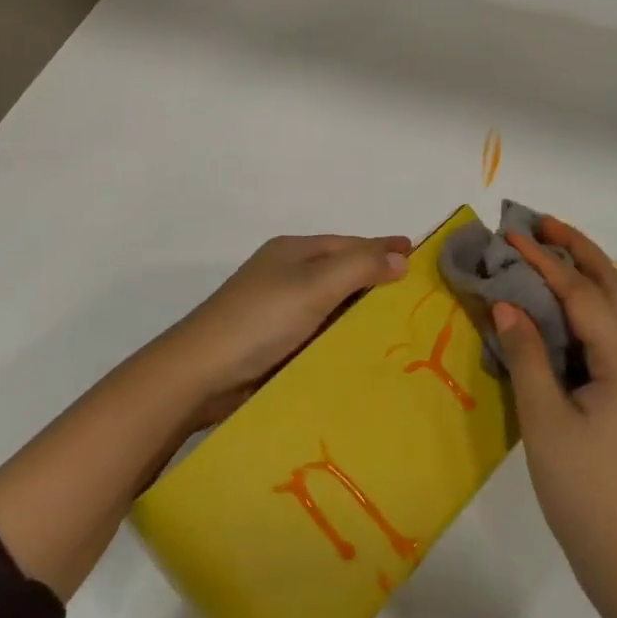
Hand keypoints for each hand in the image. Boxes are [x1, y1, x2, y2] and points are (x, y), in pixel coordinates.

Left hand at [165, 233, 410, 424]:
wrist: (199, 374)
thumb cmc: (261, 319)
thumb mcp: (315, 285)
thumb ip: (360, 267)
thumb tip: (401, 256)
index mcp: (293, 251)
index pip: (348, 244)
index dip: (382, 247)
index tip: (416, 254)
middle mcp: (286, 274)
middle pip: (340, 272)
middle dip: (375, 280)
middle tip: (416, 295)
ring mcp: (278, 310)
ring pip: (330, 304)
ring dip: (359, 312)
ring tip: (399, 326)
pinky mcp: (273, 343)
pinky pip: (318, 332)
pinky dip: (340, 336)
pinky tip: (363, 351)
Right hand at [494, 218, 616, 617]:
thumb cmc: (585, 488)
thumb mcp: (545, 421)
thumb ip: (526, 356)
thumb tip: (506, 304)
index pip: (581, 294)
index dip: (545, 262)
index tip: (512, 236)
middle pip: (611, 287)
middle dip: (578, 250)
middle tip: (541, 223)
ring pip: (612, 306)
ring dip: (583, 271)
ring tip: (549, 249)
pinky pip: (604, 329)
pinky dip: (582, 302)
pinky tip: (558, 306)